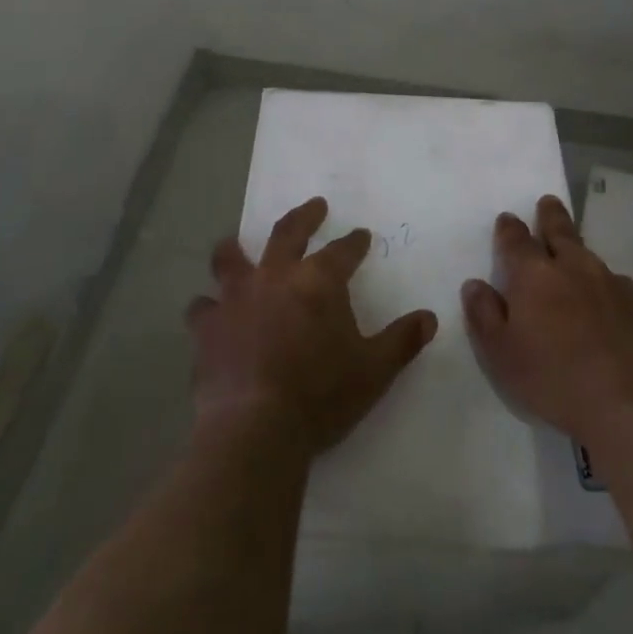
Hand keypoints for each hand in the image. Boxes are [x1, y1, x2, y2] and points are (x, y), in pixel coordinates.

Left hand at [187, 197, 438, 454]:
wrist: (256, 428)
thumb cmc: (321, 395)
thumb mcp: (374, 370)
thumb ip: (402, 340)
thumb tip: (430, 317)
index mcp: (319, 281)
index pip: (343, 250)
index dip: (354, 242)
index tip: (361, 235)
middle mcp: (276, 276)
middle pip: (288, 232)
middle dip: (305, 216)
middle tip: (315, 206)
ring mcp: (236, 298)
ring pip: (231, 259)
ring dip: (236, 249)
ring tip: (235, 245)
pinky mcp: (208, 327)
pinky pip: (202, 307)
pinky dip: (208, 307)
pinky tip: (210, 313)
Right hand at [462, 195, 632, 444]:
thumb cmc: (555, 378)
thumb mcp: (501, 355)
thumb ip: (484, 315)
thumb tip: (475, 284)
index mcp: (534, 275)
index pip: (516, 240)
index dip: (509, 228)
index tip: (507, 218)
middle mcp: (574, 267)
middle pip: (560, 231)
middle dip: (550, 216)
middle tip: (548, 202)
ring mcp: (612, 283)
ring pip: (590, 257)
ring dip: (579, 252)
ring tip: (575, 254)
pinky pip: (618, 285)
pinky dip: (607, 287)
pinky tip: (609, 303)